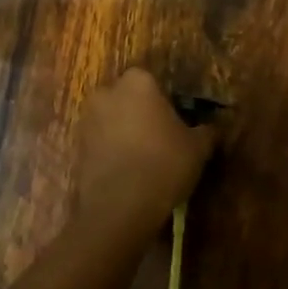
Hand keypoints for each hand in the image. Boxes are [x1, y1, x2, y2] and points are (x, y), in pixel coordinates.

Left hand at [76, 69, 216, 230]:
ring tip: (143, 159)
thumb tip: (211, 128)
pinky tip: (127, 172)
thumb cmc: (163, 163)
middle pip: (128, 98)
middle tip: (161, 139)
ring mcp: (87, 119)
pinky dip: (111, 152)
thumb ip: (206, 131)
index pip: (154, 81)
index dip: (166, 101)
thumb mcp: (197, 148)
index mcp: (138, 82)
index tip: (177, 122)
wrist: (119, 207)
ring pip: (112, 120)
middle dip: (141, 113)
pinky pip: (100, 143)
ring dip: (124, 132)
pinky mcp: (76, 146)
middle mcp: (107, 92)